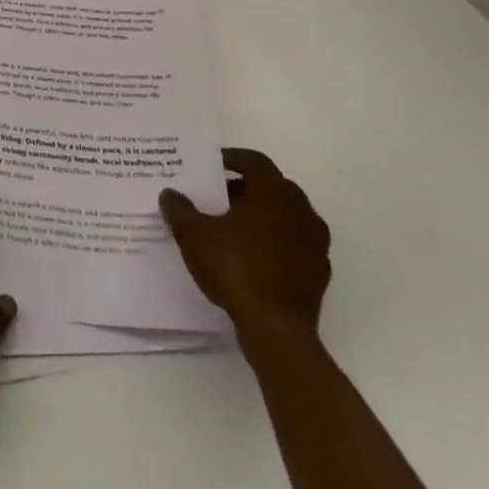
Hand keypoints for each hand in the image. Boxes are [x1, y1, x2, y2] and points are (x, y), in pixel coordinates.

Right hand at [160, 148, 329, 341]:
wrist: (276, 329)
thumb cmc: (235, 268)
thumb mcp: (193, 235)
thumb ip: (179, 209)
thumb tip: (170, 194)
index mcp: (274, 193)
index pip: (255, 161)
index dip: (232, 158)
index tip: (212, 165)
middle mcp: (301, 211)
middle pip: (273, 186)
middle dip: (246, 187)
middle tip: (218, 195)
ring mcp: (315, 243)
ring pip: (287, 216)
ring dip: (263, 215)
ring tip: (234, 226)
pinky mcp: (319, 272)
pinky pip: (296, 244)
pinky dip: (276, 241)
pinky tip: (254, 255)